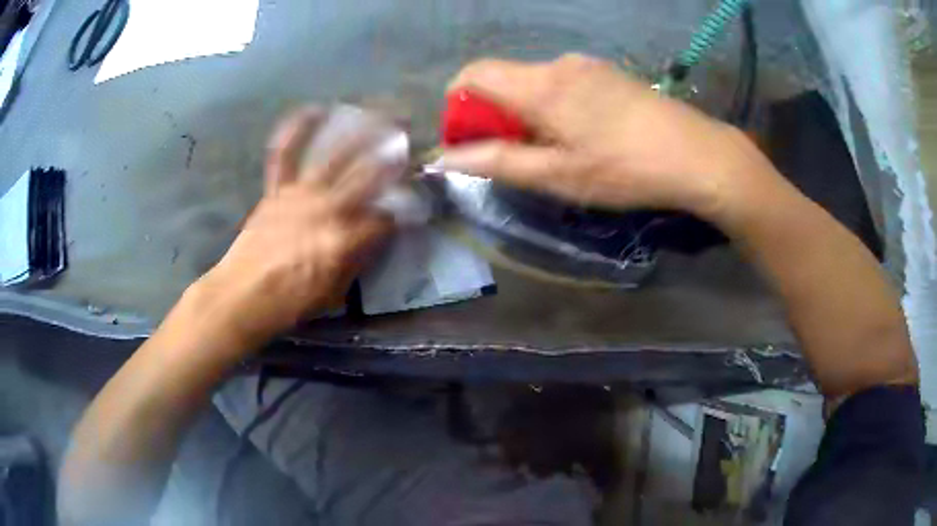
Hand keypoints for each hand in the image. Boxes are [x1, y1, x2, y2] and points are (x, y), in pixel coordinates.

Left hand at [192, 107, 392, 348]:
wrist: (242, 295)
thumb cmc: (290, 303)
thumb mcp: (334, 293)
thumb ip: (358, 260)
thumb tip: (375, 237)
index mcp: (344, 239)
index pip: (386, 217)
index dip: (404, 210)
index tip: (414, 204)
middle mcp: (326, 208)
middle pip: (369, 175)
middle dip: (396, 156)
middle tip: (413, 139)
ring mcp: (300, 193)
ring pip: (336, 155)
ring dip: (362, 132)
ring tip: (382, 113)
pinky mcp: (277, 189)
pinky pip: (285, 154)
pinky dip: (296, 130)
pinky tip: (314, 110)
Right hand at [440, 54, 767, 223]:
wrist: (697, 155)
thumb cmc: (625, 169)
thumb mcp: (558, 175)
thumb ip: (498, 162)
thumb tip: (445, 158)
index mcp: (540, 85)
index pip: (473, 74)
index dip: (457, 104)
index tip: (469, 139)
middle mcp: (558, 64)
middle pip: (503, 77)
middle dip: (492, 114)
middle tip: (513, 155)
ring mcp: (587, 65)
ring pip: (534, 82)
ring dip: (525, 112)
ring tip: (552, 150)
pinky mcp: (609, 74)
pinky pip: (562, 83)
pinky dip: (552, 106)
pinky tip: (581, 134)